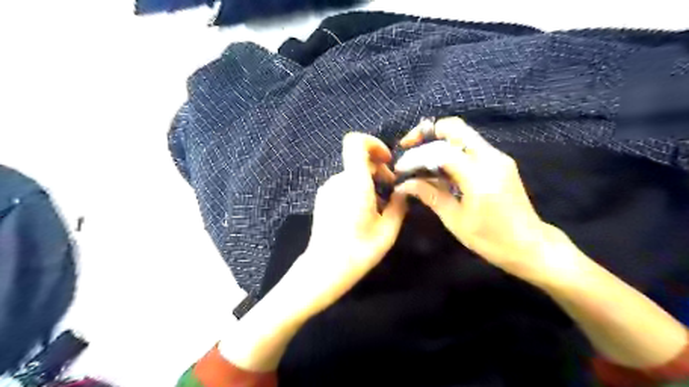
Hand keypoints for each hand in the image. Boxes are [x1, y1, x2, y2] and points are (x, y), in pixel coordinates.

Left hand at [282, 132, 404, 318]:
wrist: (325, 268)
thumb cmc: (359, 250)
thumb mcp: (388, 230)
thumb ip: (399, 205)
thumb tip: (403, 192)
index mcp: (354, 183)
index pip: (355, 143)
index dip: (373, 144)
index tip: (388, 161)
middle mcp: (338, 180)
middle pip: (359, 160)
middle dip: (379, 169)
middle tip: (392, 190)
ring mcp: (327, 189)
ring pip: (352, 174)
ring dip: (369, 182)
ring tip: (379, 206)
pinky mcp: (323, 198)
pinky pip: (344, 185)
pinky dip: (357, 189)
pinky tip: (363, 212)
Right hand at [395, 116, 561, 282]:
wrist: (531, 246)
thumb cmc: (491, 240)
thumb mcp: (455, 220)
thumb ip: (430, 195)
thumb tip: (404, 184)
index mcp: (480, 176)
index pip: (441, 151)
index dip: (416, 156)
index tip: (401, 168)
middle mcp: (491, 158)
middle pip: (455, 127)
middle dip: (427, 133)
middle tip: (410, 147)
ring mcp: (498, 157)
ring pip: (462, 134)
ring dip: (438, 141)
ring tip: (420, 160)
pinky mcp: (500, 162)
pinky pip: (470, 146)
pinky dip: (450, 150)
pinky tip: (438, 168)